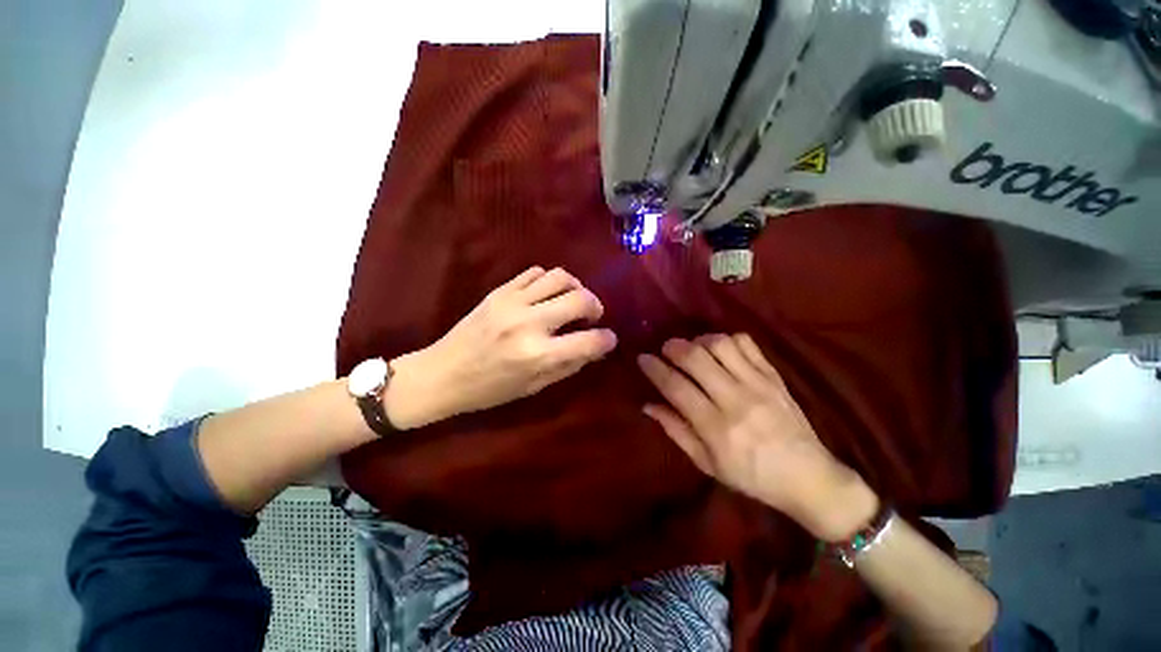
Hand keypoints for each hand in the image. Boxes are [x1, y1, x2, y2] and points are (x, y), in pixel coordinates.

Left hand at [385, 267, 616, 428]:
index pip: (589, 341)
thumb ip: (568, 366)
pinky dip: (549, 280)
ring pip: (560, 277)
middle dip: (596, 306)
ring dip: (575, 287)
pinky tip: (547, 294)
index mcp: (537, 355)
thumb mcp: (533, 388)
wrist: (442, 373)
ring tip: (572, 300)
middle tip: (593, 316)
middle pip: (579, 299)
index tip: (608, 339)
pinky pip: (535, 272)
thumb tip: (595, 347)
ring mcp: (512, 302)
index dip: (606, 340)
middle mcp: (528, 323)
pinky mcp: (499, 291)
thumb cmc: (489, 389)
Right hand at [637, 334, 876, 541]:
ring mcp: (758, 384)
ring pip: (720, 344)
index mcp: (716, 428)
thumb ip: (676, 431)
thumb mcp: (707, 463)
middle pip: (696, 358)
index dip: (655, 369)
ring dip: (699, 340)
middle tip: (665, 350)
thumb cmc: (751, 476)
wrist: (809, 477)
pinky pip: (747, 344)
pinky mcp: (774, 376)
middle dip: (673, 347)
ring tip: (693, 349)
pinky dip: (727, 340)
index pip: (676, 387)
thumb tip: (648, 405)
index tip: (643, 358)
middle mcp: (735, 400)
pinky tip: (719, 350)